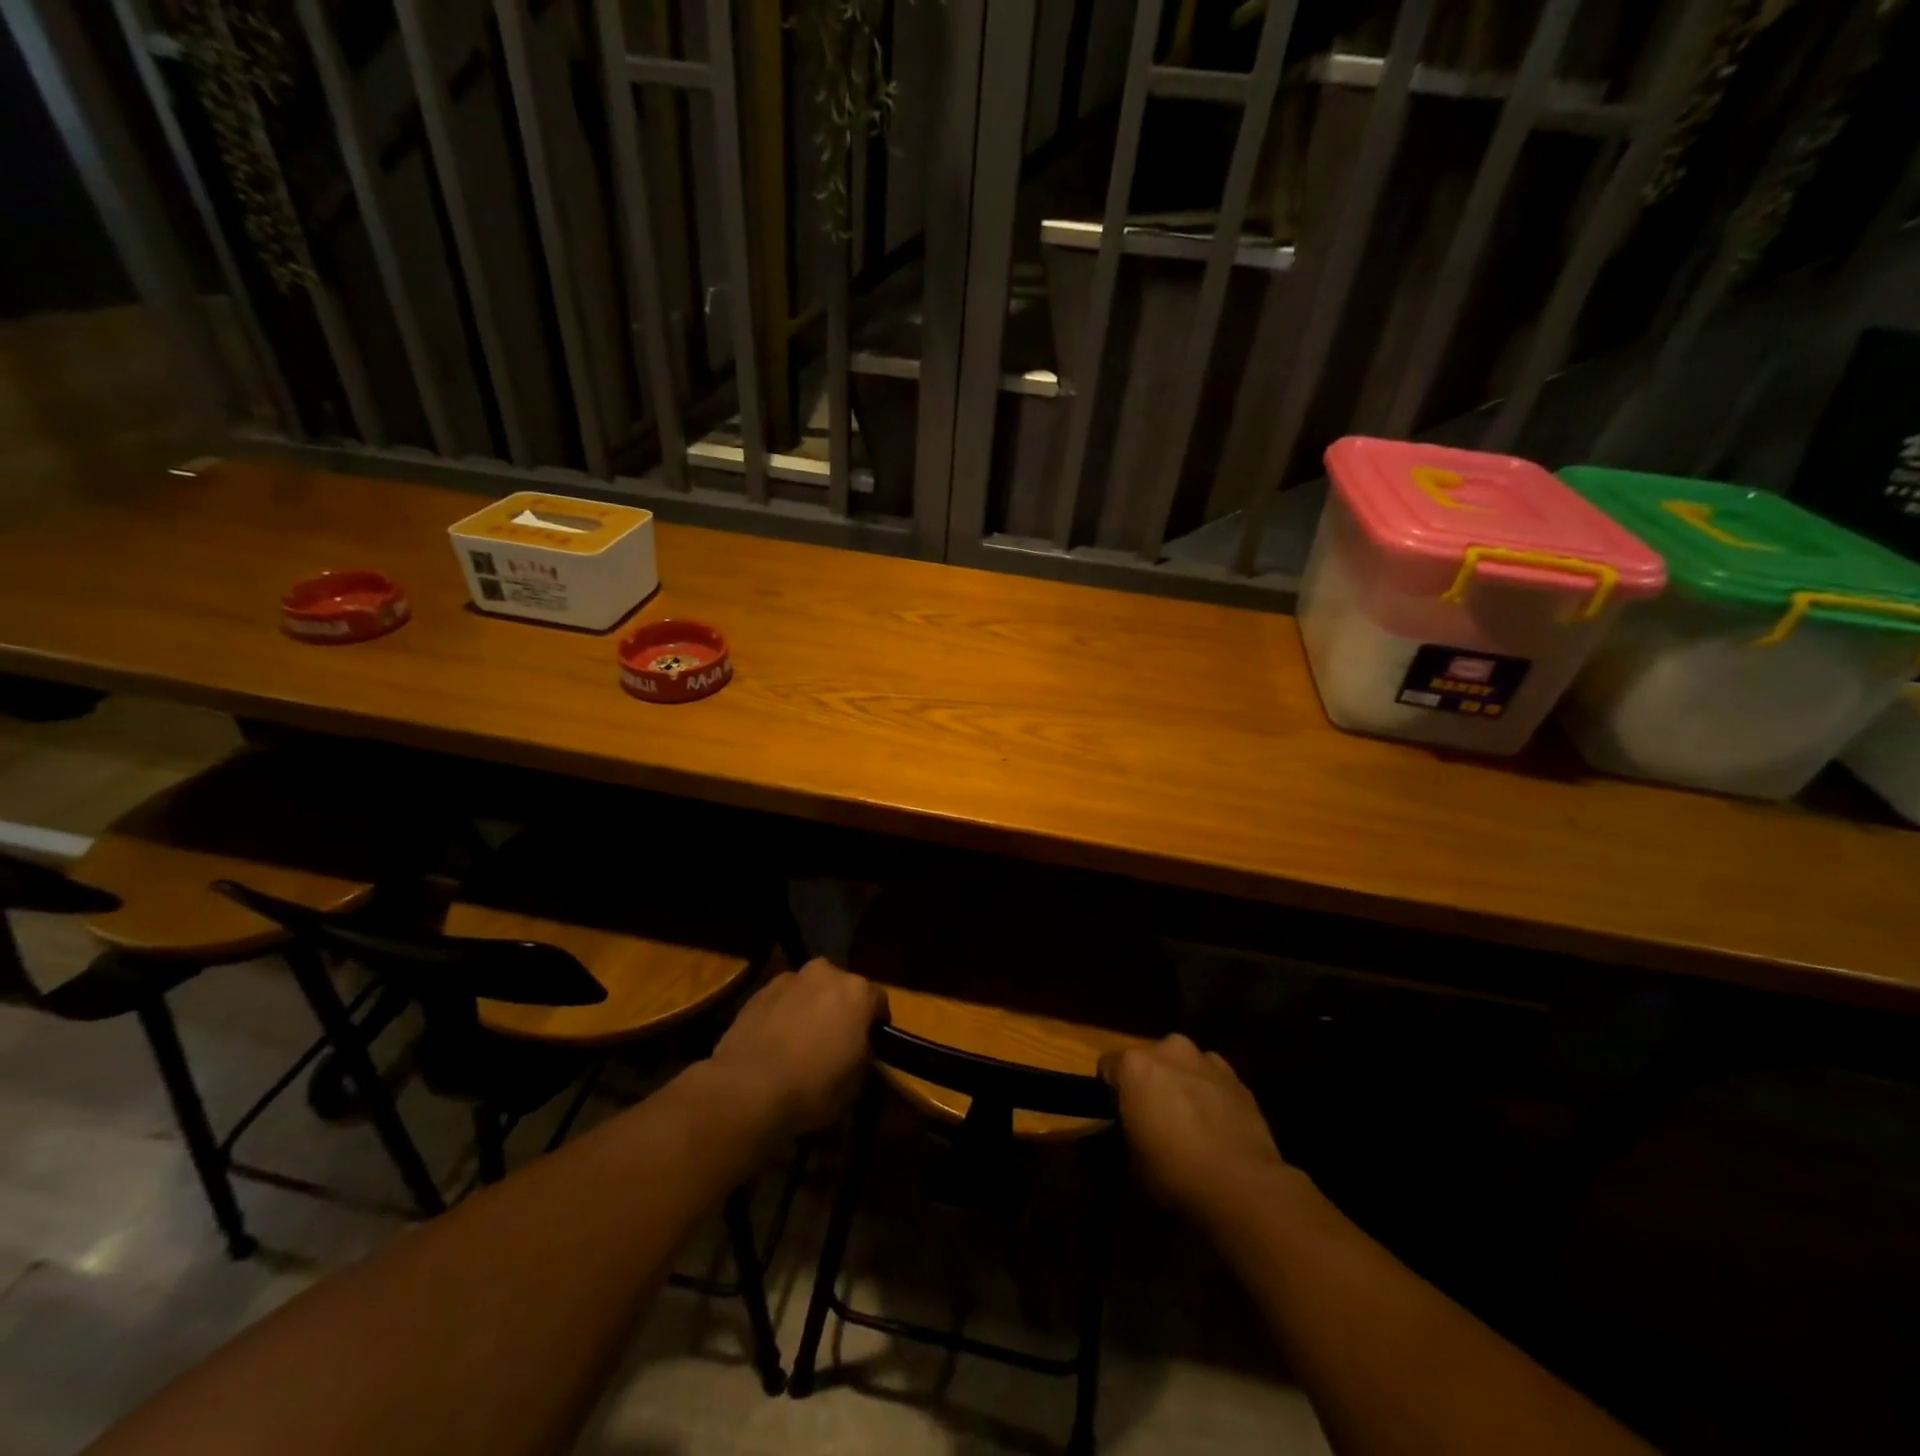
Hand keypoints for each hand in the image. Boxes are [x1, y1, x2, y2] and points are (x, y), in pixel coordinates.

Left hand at [708, 957, 888, 1137]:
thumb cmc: (813, 1086)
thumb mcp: (857, 1081)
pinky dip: (784, 1013)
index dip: (876, 1024)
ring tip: (801, 1040)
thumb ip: (864, 1053)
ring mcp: (790, 979)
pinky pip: (782, 999)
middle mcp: (826, 973)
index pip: (878, 1001)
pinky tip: (776, 1041)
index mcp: (857, 991)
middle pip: (842, 988)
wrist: (747, 1087)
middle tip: (835, 1039)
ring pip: (810, 990)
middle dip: (841, 1008)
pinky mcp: (758, 991)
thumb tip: (858, 1047)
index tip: (870, 1044)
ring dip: (811, 1007)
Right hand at [1100, 1035, 1290, 1220]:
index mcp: (1135, 1064)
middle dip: (1148, 1082)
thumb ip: (1125, 1129)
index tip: (1118, 1116)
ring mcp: (1206, 1059)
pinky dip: (1208, 1091)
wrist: (1243, 1186)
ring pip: (1181, 1064)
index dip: (1110, 1092)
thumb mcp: (1131, 1159)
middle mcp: (1168, 1049)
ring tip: (1188, 1120)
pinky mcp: (1236, 1077)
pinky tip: (1215, 1123)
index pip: (1108, 1067)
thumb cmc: (1175, 1173)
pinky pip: (1210, 1077)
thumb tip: (1130, 1126)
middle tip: (1153, 1118)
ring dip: (1179, 1082)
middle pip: (1147, 1060)